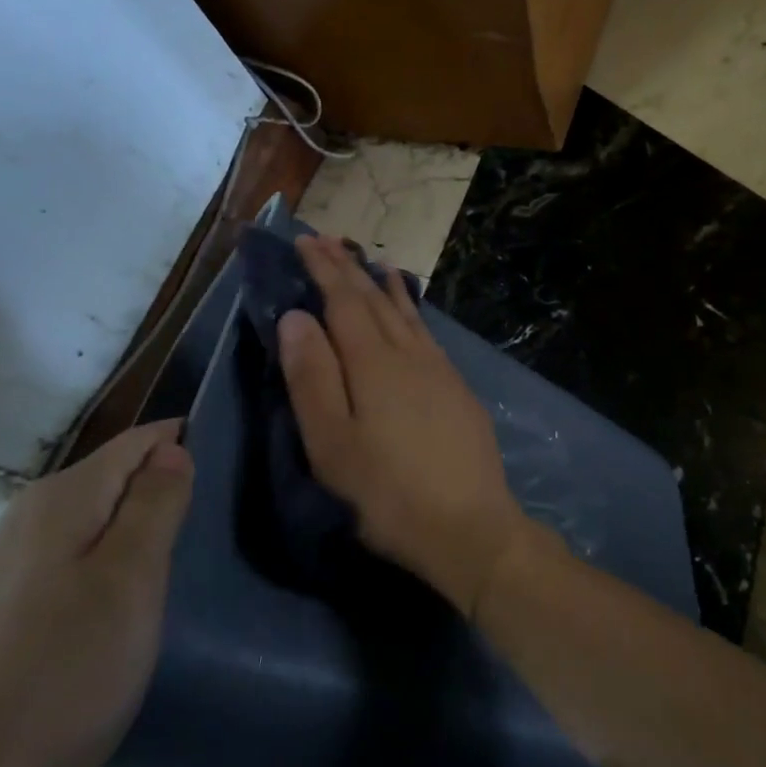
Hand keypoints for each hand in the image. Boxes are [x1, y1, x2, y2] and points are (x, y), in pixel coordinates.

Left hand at [0, 421, 193, 766]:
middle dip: (163, 493)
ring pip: (97, 518)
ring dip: (138, 532)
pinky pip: (75, 555)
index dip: (183, 446)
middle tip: (205, 537)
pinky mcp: (6, 601)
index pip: (139, 441)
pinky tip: (121, 608)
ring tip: (173, 572)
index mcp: (63, 498)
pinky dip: (109, 565)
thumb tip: (172, 449)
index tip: (227, 476)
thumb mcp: (131, 581)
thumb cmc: (64, 675)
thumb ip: (155, 504)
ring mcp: (12, 560)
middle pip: (117, 477)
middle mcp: (30, 514)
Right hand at [277, 234, 530, 615]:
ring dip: (385, 285)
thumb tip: (296, 317)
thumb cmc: (387, 492)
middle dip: (349, 269)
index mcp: (373, 362)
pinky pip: (427, 333)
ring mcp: (439, 369)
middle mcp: (409, 353)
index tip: (306, 240)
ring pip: (406, 313)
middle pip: (374, 300)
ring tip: (374, 262)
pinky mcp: (456, 388)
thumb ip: (312, 377)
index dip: (324, 269)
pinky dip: (412, 311)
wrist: (469, 526)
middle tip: (328, 240)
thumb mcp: (332, 444)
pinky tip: (411, 313)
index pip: (343, 301)